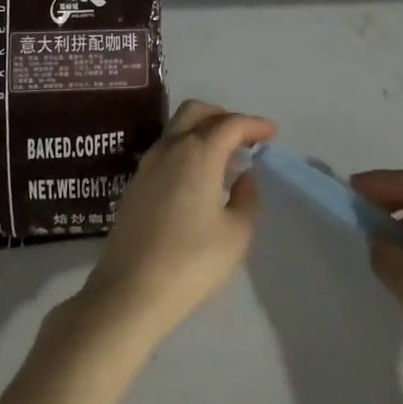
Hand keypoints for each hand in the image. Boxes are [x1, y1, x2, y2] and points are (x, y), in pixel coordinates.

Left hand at [69, 100, 275, 348]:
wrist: (130, 291)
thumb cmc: (191, 261)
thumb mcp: (236, 234)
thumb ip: (247, 198)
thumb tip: (244, 177)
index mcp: (198, 152)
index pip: (231, 124)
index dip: (254, 124)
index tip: (272, 133)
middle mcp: (170, 147)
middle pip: (197, 112)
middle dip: (223, 116)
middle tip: (245, 137)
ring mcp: (148, 164)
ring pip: (178, 129)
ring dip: (203, 133)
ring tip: (226, 161)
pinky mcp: (135, 185)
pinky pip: (166, 151)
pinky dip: (187, 151)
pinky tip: (199, 180)